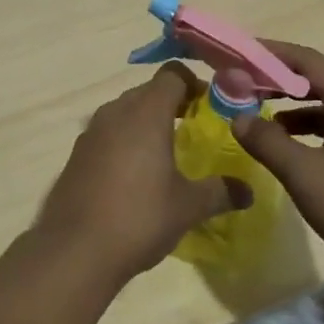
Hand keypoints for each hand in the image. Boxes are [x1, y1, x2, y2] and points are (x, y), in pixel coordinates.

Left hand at [35, 64, 252, 287]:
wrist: (74, 249)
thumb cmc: (139, 217)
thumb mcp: (188, 206)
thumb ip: (220, 192)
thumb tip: (249, 191)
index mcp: (147, 112)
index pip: (173, 74)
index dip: (195, 84)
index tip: (211, 106)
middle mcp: (117, 111)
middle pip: (149, 90)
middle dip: (172, 103)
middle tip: (194, 129)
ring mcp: (92, 131)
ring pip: (126, 110)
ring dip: (146, 121)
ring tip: (166, 152)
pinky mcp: (77, 153)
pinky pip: (108, 132)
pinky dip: (125, 140)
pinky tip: (135, 174)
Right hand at [230, 41, 323, 287]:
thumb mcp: (306, 175)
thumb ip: (268, 142)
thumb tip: (238, 117)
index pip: (305, 59)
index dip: (269, 53)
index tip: (238, 54)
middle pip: (315, 80)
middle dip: (276, 80)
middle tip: (240, 85)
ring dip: (290, 107)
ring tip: (257, 116)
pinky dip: (307, 132)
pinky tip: (289, 151)